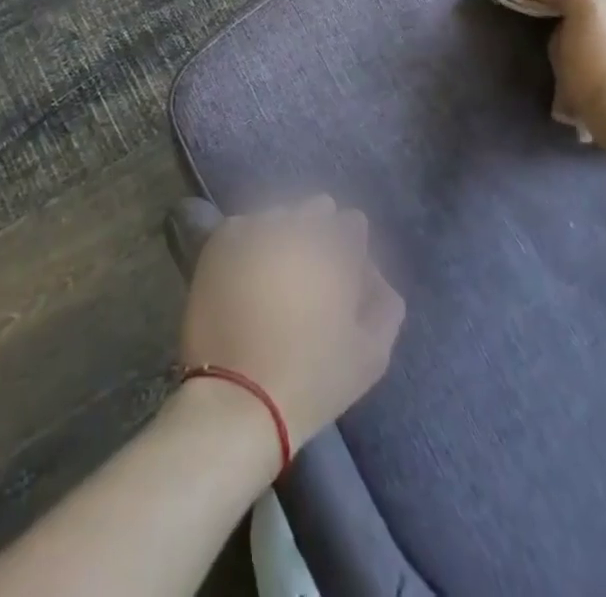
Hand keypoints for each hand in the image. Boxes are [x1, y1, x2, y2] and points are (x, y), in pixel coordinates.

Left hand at [178, 197, 404, 453]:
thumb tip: (373, 272)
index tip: (346, 273)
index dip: (352, 247)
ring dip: (285, 233)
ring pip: (280, 214)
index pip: (353, 223)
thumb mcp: (372, 354)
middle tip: (312, 272)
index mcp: (336, 248)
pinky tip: (250, 269)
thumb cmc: (313, 380)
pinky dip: (251, 240)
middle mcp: (297, 226)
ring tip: (279, 270)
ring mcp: (256, 228)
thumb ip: (384, 303)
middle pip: (316, 209)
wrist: (239, 396)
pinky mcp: (221, 241)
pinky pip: (245, 226)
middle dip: (320, 232)